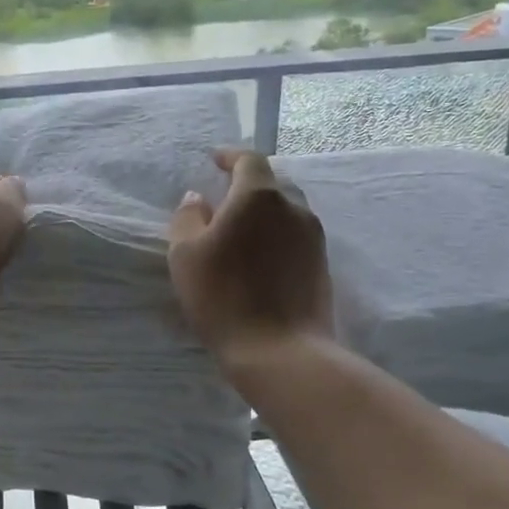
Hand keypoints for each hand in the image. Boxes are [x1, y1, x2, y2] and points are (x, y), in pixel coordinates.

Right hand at [168, 148, 333, 371]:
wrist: (279, 351)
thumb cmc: (224, 297)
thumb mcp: (185, 255)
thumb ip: (187, 218)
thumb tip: (196, 199)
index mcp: (259, 197)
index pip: (249, 160)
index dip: (230, 157)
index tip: (214, 161)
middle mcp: (294, 208)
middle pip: (272, 183)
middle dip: (248, 186)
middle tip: (224, 201)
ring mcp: (313, 237)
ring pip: (287, 211)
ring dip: (264, 213)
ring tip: (242, 232)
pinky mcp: (322, 265)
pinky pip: (296, 237)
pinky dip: (277, 237)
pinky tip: (260, 259)